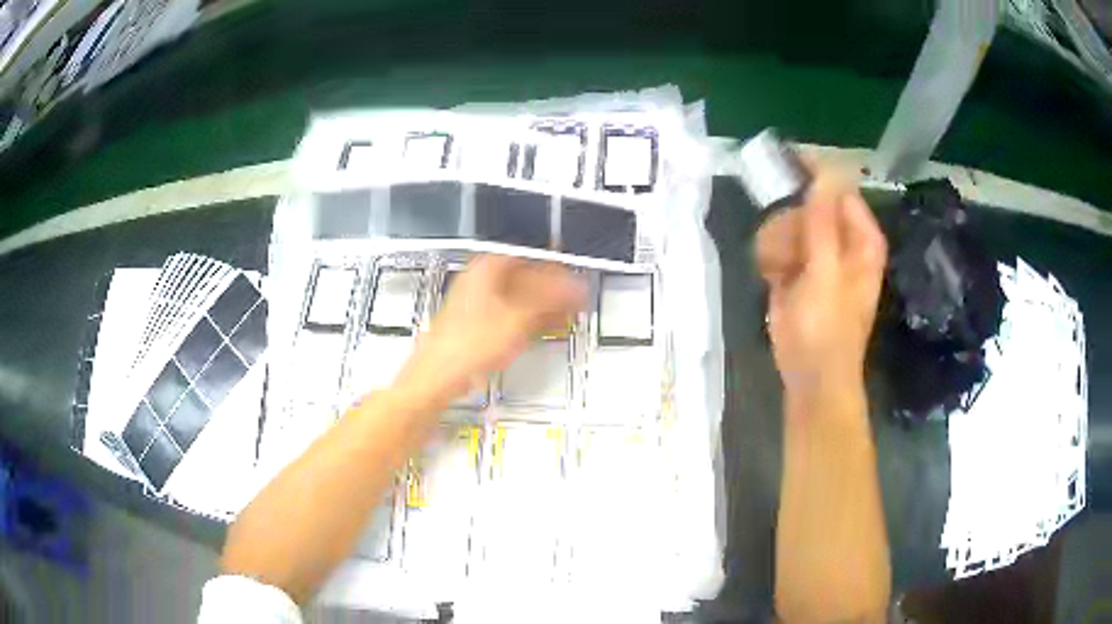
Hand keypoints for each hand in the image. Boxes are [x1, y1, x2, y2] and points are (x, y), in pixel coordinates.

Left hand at [395, 255, 586, 405]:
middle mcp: (477, 281)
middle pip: (523, 278)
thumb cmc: (466, 345)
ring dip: (540, 306)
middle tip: (572, 299)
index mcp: (485, 269)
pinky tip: (541, 329)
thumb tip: (572, 288)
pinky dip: (526, 320)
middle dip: (550, 290)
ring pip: (516, 298)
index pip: (529, 259)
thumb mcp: (519, 320)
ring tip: (563, 315)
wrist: (439, 375)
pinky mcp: (473, 325)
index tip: (572, 280)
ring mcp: (474, 304)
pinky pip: (508, 315)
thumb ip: (550, 301)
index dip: (554, 270)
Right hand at [756, 163, 886, 398]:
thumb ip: (823, 220)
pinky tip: (771, 278)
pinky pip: (775, 243)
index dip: (814, 175)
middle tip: (787, 250)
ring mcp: (817, 254)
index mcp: (860, 237)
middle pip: (808, 203)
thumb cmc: (827, 329)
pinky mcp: (795, 269)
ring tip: (778, 271)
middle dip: (791, 223)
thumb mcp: (826, 273)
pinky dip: (769, 257)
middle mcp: (841, 239)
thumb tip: (825, 169)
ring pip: (786, 222)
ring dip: (775, 242)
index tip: (784, 164)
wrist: (810, 377)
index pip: (839, 187)